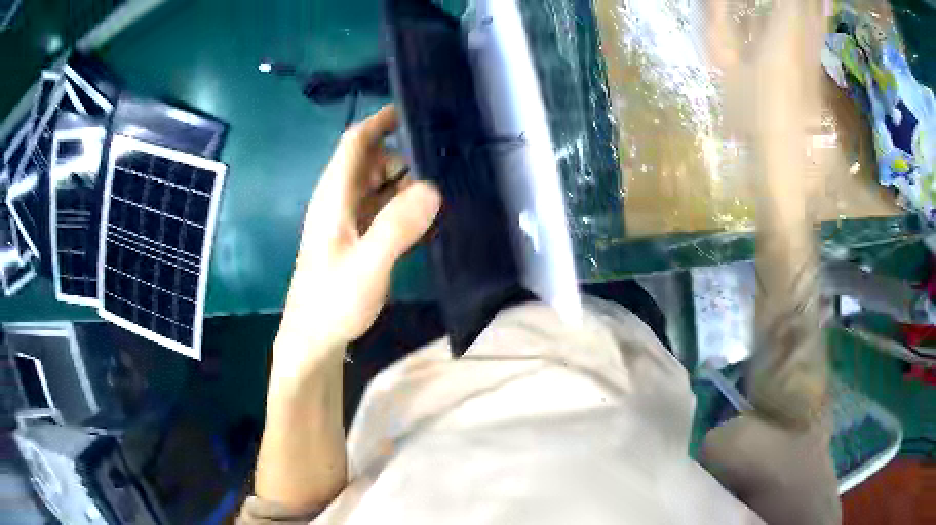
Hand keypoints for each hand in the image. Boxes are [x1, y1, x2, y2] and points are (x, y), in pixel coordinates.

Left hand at [276, 105, 440, 373]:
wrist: (313, 339)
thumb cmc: (332, 301)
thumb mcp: (367, 265)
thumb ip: (397, 226)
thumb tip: (432, 188)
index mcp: (334, 197)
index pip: (355, 144)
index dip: (379, 122)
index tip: (412, 110)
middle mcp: (339, 202)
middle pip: (370, 161)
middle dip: (402, 155)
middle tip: (443, 161)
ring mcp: (347, 221)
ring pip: (377, 186)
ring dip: (404, 182)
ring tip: (442, 186)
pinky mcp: (355, 239)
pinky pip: (381, 209)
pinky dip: (401, 204)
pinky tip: (424, 215)